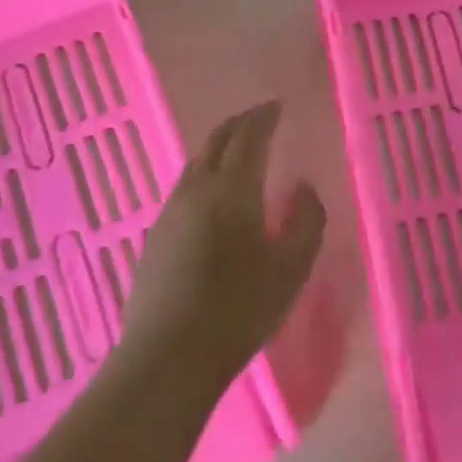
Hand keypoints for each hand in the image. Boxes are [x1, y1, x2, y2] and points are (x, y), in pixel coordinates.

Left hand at [123, 101, 324, 389]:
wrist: (168, 356)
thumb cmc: (239, 309)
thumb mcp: (291, 269)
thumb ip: (306, 221)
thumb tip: (304, 188)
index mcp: (232, 188)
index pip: (249, 135)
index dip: (264, 116)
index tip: (277, 106)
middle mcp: (196, 188)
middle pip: (216, 140)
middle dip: (240, 124)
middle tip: (260, 120)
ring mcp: (170, 211)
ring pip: (196, 163)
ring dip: (219, 149)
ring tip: (239, 155)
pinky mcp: (155, 236)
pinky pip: (184, 189)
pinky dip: (204, 176)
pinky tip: (213, 200)